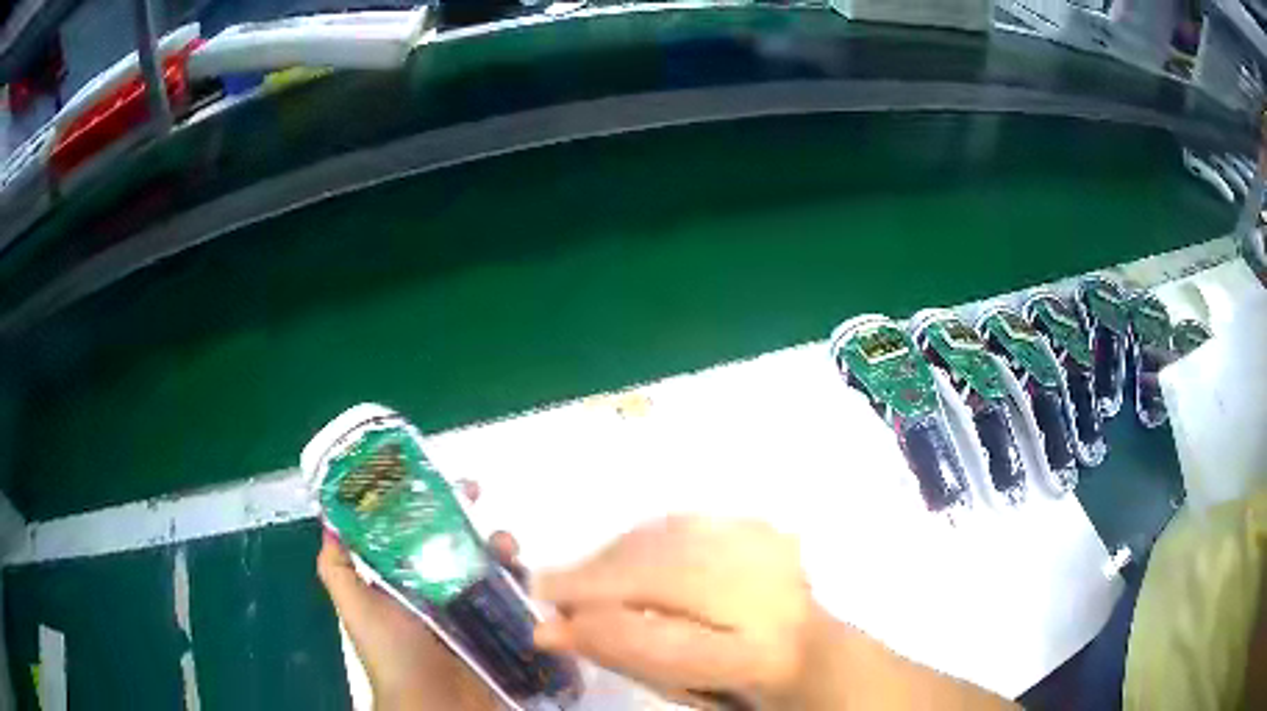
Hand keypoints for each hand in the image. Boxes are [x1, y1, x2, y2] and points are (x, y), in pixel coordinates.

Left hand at [317, 481, 518, 710]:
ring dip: (499, 547)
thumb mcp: (355, 608)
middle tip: (478, 499)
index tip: (438, 481)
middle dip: (468, 519)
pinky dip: (520, 580)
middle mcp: (437, 592)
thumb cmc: (393, 652)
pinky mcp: (499, 627)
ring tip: (506, 545)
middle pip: (457, 545)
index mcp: (403, 583)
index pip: (414, 534)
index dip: (426, 505)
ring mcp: (471, 610)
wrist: (436, 703)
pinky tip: (521, 575)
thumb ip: (337, 567)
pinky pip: (512, 596)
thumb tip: (328, 518)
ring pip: (488, 566)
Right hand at [532, 516, 1015, 710]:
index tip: (544, 625)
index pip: (666, 641)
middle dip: (595, 581)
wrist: (819, 657)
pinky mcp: (766, 530)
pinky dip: (641, 537)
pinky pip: (686, 523)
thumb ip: (630, 658)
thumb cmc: (749, 691)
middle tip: (547, 592)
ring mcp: (775, 556)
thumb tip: (556, 630)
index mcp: (763, 656)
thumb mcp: (690, 692)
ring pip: (671, 539)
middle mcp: (775, 598)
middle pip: (665, 576)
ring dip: (613, 556)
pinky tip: (621, 555)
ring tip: (578, 577)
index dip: (598, 628)